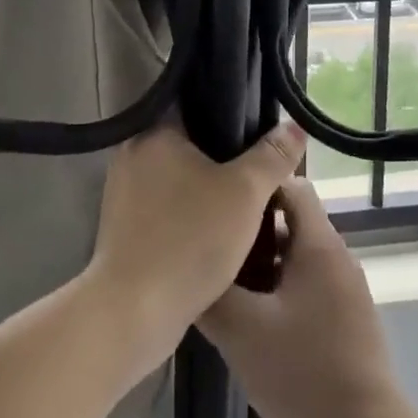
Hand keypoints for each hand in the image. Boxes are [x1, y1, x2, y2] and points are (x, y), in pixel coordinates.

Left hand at [86, 117, 304, 367]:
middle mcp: (132, 153)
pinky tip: (215, 229)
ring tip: (244, 199)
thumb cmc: (189, 239)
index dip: (231, 110)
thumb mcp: (245, 192)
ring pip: (178, 177)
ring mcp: (122, 193)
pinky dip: (189, 212)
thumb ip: (273, 156)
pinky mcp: (122, 227)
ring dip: (206, 187)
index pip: (195, 102)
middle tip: (259, 165)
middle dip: (223, 155)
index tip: (259, 125)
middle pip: (189, 141)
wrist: (132, 315)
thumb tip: (295, 126)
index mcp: (154, 132)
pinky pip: (166, 206)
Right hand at [200, 178, 406, 417]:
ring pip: (297, 257)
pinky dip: (279, 289)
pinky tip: (252, 319)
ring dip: (263, 264)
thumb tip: (190, 269)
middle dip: (251, 230)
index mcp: (319, 244)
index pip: (290, 185)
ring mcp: (345, 289)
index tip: (220, 200)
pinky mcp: (346, 318)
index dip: (256, 186)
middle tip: (212, 246)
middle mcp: (337, 256)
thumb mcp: (243, 331)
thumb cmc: (303, 373)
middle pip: (291, 221)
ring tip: (223, 283)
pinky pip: (308, 285)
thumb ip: (212, 294)